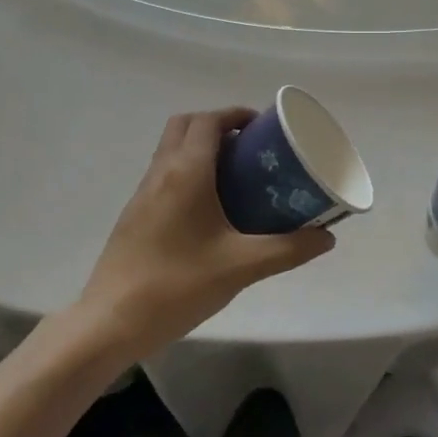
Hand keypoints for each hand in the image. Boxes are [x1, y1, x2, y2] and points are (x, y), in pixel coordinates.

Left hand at [79, 108, 335, 356]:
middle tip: (249, 146)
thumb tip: (327, 237)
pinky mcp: (134, 215)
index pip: (208, 121)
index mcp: (186, 173)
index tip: (263, 126)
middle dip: (217, 124)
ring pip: (170, 149)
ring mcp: (142, 194)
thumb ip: (288, 250)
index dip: (236, 114)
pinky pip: (163, 174)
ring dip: (199, 147)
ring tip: (235, 174)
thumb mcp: (241, 267)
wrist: (110, 322)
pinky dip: (186, 171)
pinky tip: (208, 208)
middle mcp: (160, 173)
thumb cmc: (178, 285)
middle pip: (185, 125)